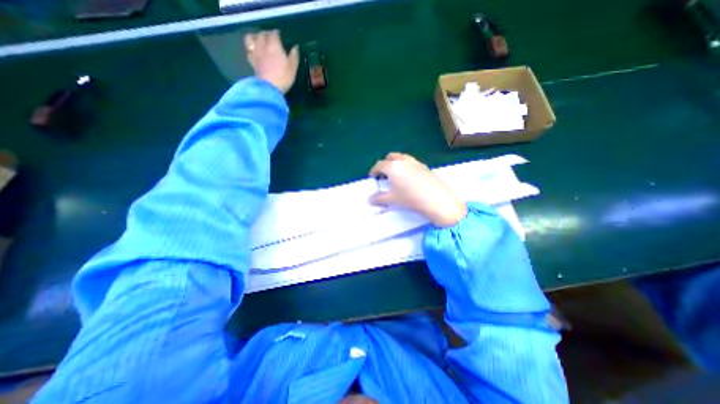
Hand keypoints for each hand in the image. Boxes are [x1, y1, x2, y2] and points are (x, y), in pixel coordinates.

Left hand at [243, 29, 297, 92]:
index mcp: (274, 46)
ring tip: (258, 40)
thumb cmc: (283, 77)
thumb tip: (295, 47)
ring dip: (254, 37)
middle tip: (270, 37)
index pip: (274, 34)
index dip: (277, 33)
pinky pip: (248, 50)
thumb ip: (294, 56)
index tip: (280, 35)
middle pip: (262, 34)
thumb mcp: (293, 68)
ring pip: (250, 38)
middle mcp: (263, 46)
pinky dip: (251, 48)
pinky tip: (254, 51)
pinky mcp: (251, 62)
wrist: (269, 88)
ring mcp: (255, 54)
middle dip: (266, 33)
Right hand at [371, 154, 466, 226]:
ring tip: (395, 175)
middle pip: (390, 157)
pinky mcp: (425, 166)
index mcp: (393, 166)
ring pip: (402, 158)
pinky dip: (405, 166)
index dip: (374, 170)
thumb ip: (379, 198)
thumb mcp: (393, 199)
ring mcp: (415, 162)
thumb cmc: (411, 198)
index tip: (372, 177)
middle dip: (385, 164)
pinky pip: (411, 162)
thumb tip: (370, 199)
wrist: (437, 200)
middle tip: (383, 175)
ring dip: (395, 163)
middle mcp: (403, 161)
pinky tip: (408, 178)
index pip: (379, 165)